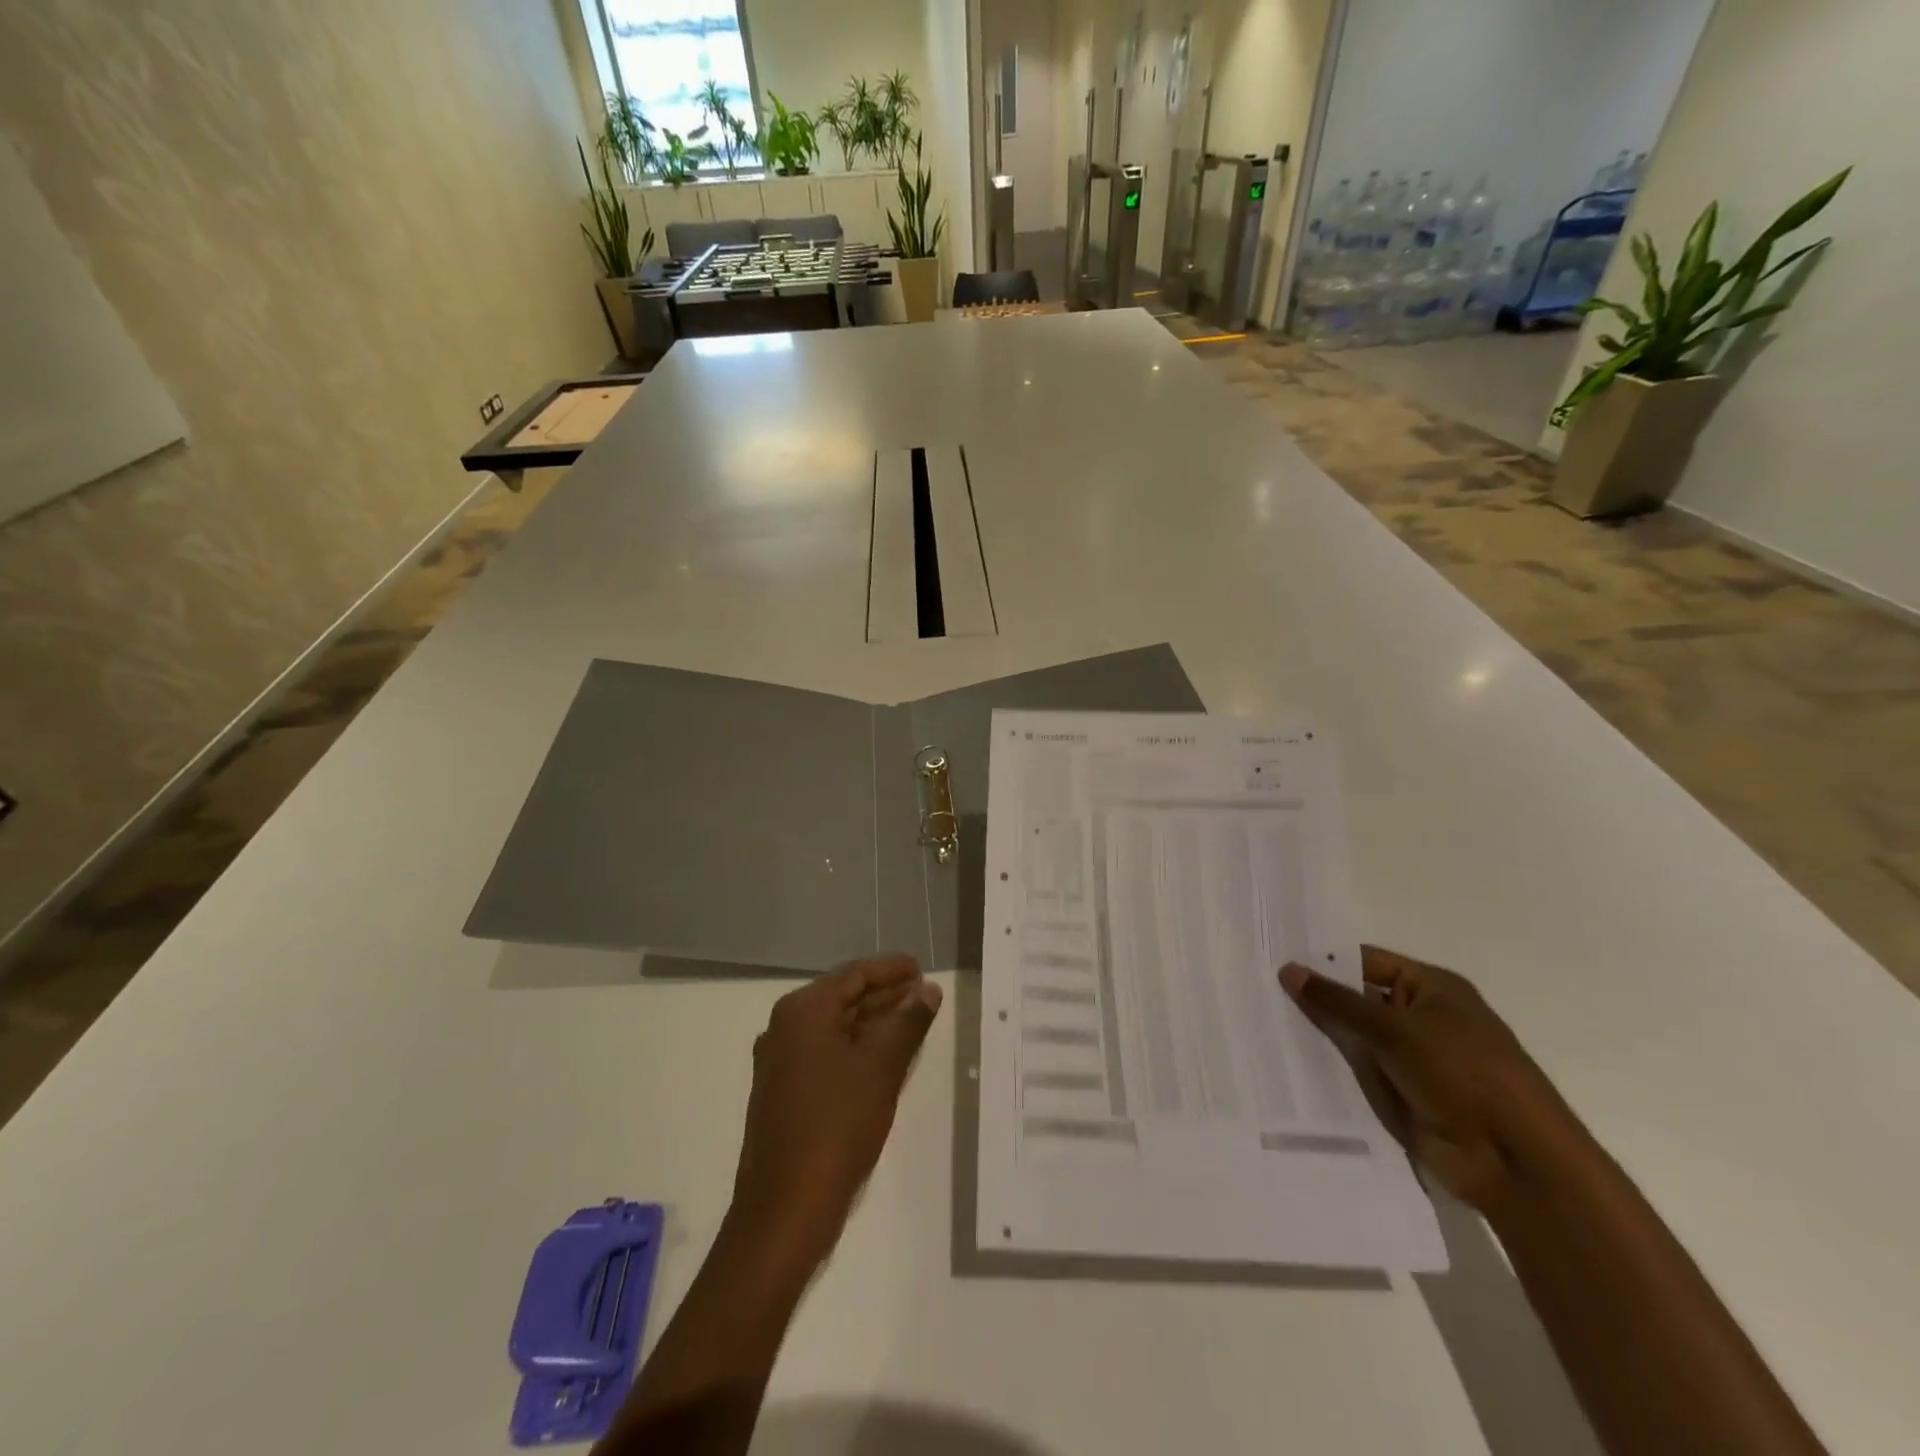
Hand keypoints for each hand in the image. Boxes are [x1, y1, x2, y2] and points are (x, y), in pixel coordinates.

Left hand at [729, 955, 942, 1270]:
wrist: (784, 1210)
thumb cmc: (836, 1126)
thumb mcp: (880, 1067)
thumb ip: (907, 1022)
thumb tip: (928, 989)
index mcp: (802, 1011)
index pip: (854, 974)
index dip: (891, 969)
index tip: (922, 968)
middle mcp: (784, 1027)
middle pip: (843, 997)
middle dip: (884, 995)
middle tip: (924, 995)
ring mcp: (780, 1062)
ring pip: (835, 1027)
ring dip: (873, 1022)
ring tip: (913, 1023)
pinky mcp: (783, 1092)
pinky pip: (826, 1053)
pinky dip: (857, 1048)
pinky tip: (885, 1059)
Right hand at [1281, 946, 1585, 1212]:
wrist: (1515, 1163)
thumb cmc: (1463, 1076)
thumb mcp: (1395, 1030)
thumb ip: (1337, 1001)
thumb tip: (1288, 970)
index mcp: (1431, 988)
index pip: (1365, 961)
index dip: (1322, 960)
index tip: (1272, 958)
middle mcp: (1419, 1017)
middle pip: (1355, 998)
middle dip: (1313, 997)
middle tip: (1256, 989)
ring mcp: (1409, 1058)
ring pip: (1352, 1036)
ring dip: (1318, 1034)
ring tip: (1260, 1022)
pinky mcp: (1400, 1093)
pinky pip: (1356, 1072)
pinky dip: (1328, 1068)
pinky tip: (1285, 1062)